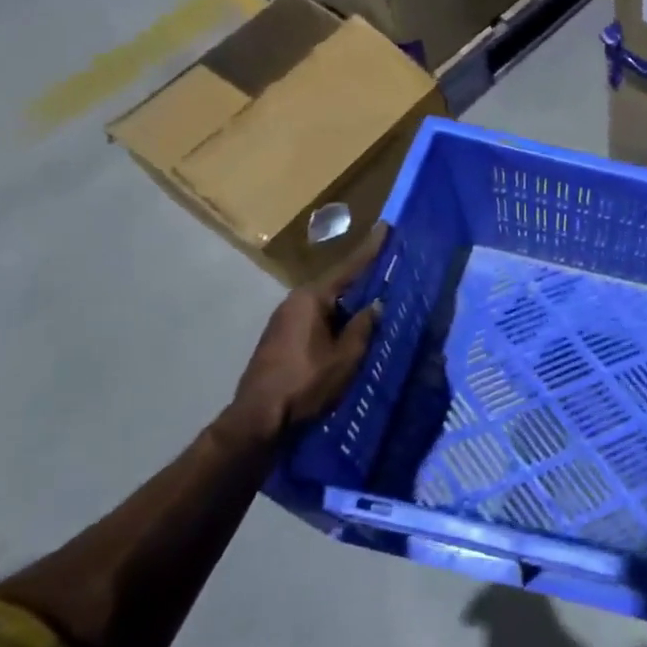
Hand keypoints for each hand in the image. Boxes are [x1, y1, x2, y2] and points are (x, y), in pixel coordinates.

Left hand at [224, 225, 385, 444]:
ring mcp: (285, 321)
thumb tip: (377, 305)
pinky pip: (318, 318)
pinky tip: (351, 326)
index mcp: (311, 300)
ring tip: (376, 298)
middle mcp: (295, 302)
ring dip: (350, 302)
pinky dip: (337, 317)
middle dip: (362, 277)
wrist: (257, 419)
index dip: (370, 249)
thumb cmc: (305, 384)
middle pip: (337, 284)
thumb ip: (363, 327)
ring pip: (327, 303)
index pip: (348, 269)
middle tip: (388, 266)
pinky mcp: (282, 339)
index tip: (386, 226)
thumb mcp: (345, 357)